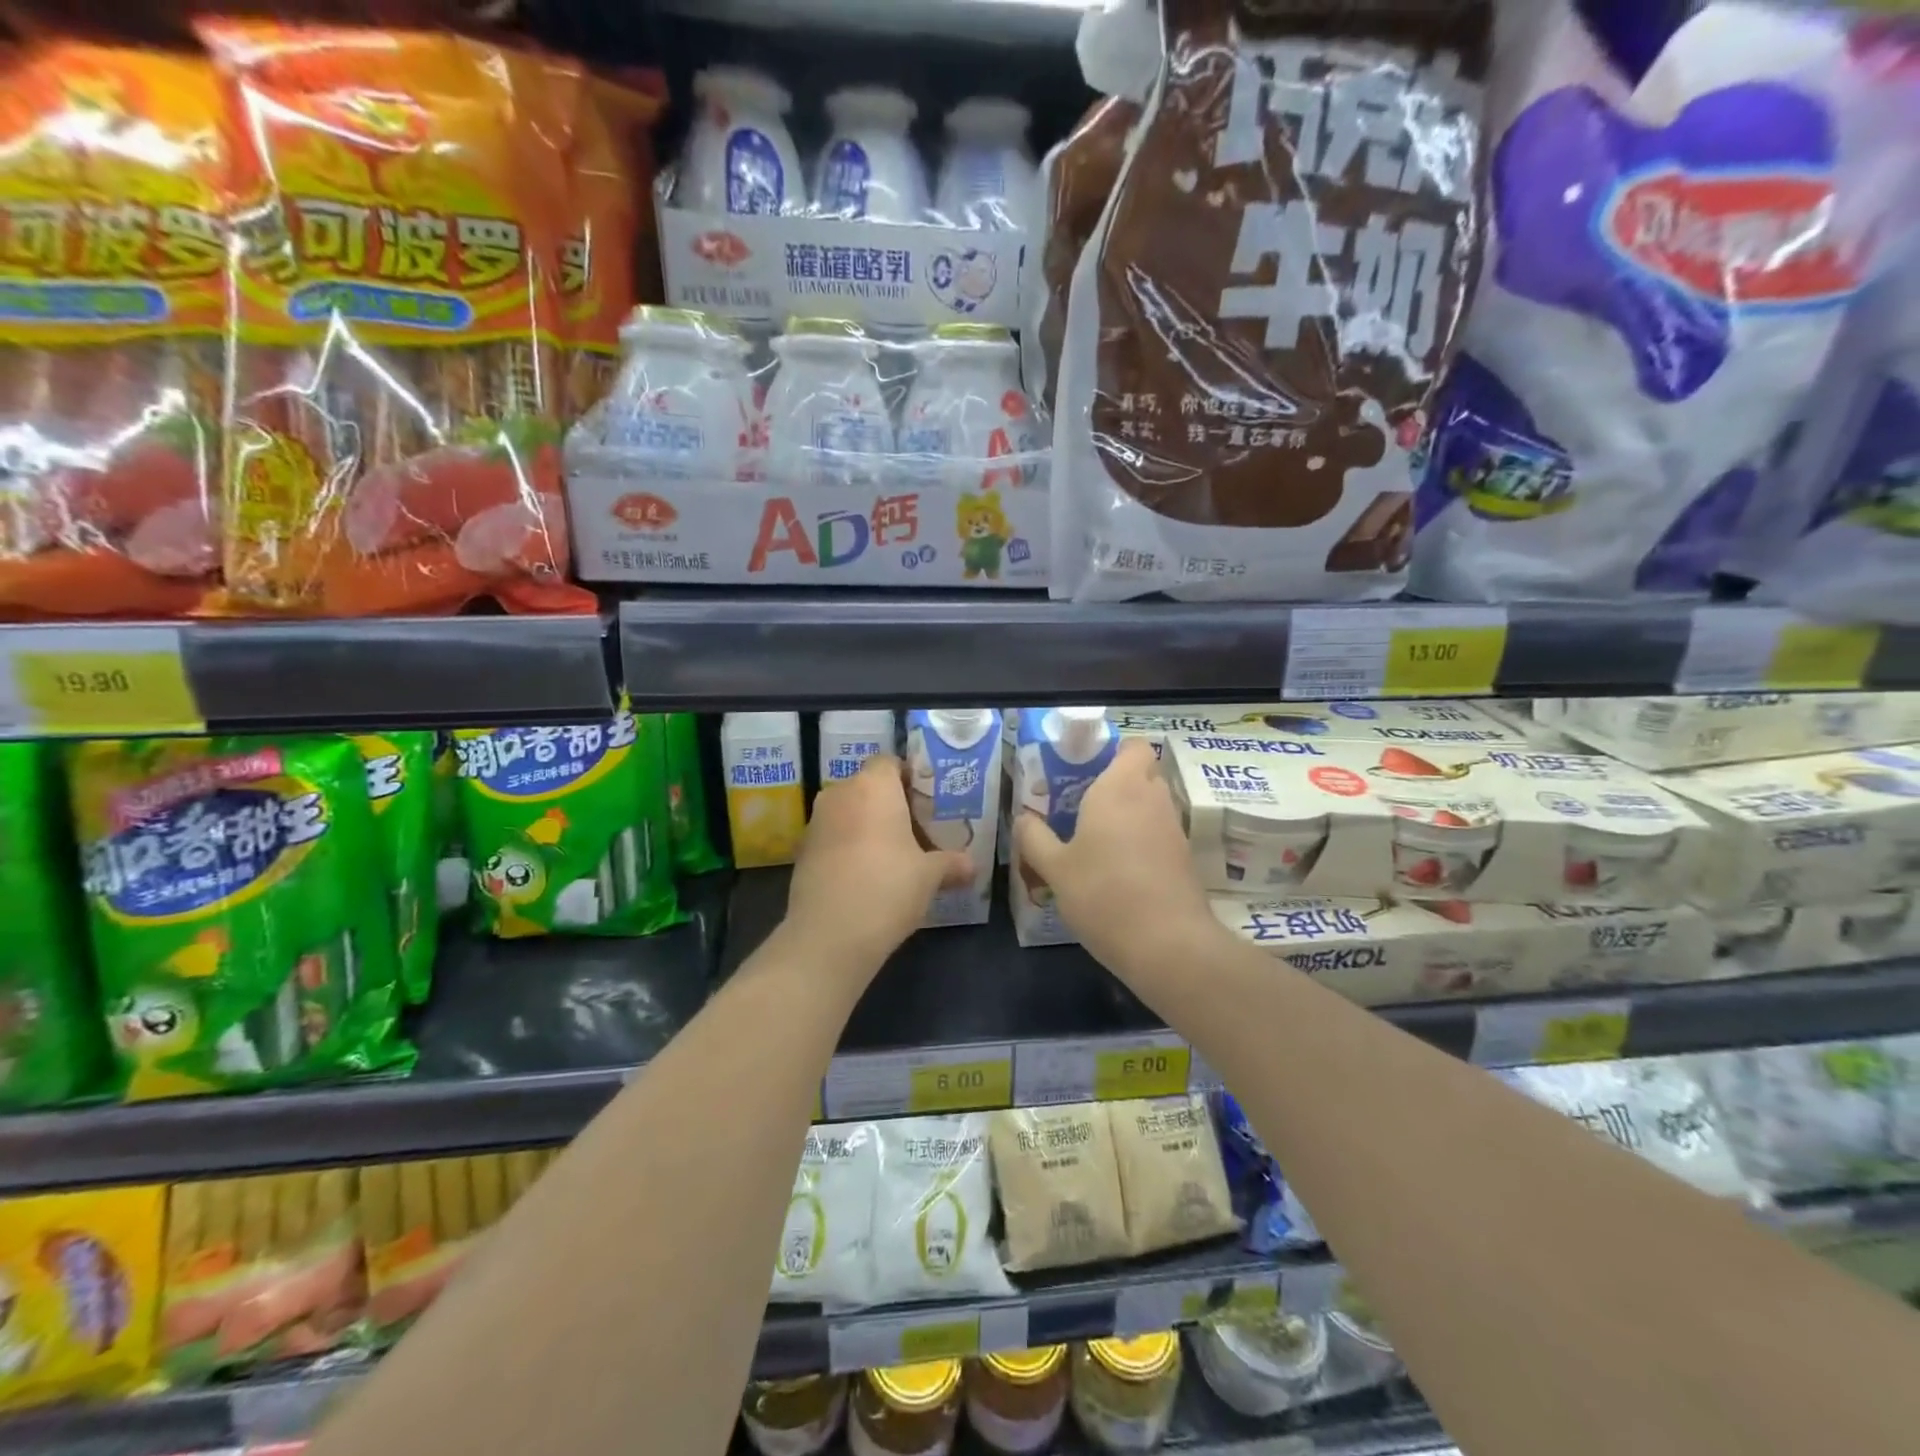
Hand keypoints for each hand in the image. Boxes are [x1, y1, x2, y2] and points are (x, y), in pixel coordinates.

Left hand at [783, 755, 971, 974]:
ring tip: (895, 854)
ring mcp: (816, 821)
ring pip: (849, 811)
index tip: (928, 802)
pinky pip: (834, 835)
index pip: (890, 762)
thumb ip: (952, 864)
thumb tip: (972, 866)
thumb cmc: (888, 888)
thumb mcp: (930, 876)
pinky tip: (868, 874)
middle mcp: (840, 794)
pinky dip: (849, 845)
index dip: (910, 778)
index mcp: (873, 787)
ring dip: (869, 825)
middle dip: (891, 804)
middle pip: (869, 787)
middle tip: (918, 829)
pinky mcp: (803, 850)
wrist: (829, 935)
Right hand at [1014, 738, 1218, 983]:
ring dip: (1129, 814)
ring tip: (1095, 839)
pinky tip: (1117, 869)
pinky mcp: (1184, 860)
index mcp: (1120, 788)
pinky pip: (1159, 835)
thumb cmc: (1103, 894)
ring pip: (1152, 805)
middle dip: (1118, 783)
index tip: (1086, 769)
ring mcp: (1173, 830)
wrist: (1167, 945)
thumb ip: (1034, 837)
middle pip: (1143, 773)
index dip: (1115, 751)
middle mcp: (1152, 799)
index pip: (1134, 746)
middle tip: (1083, 804)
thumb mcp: (1054, 868)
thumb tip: (1023, 817)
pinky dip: (1142, 842)